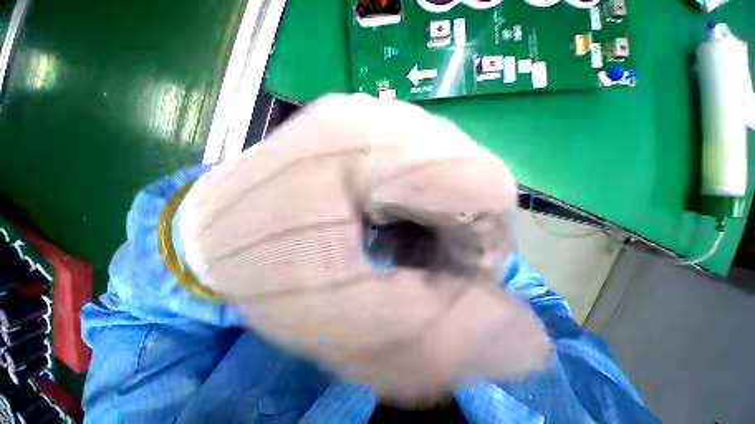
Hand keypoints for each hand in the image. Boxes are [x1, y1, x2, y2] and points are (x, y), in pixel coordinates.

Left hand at [177, 94, 550, 401]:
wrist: (210, 233)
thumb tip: (530, 343)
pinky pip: (421, 157)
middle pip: (470, 169)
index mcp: (368, 154)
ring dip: (438, 209)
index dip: (483, 238)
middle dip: (459, 225)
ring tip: (399, 238)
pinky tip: (386, 214)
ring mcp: (366, 113)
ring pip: (449, 161)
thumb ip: (438, 333)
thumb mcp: (346, 323)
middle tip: (419, 258)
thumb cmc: (264, 277)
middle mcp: (375, 118)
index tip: (448, 273)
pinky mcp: (358, 123)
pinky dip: (418, 194)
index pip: (483, 183)